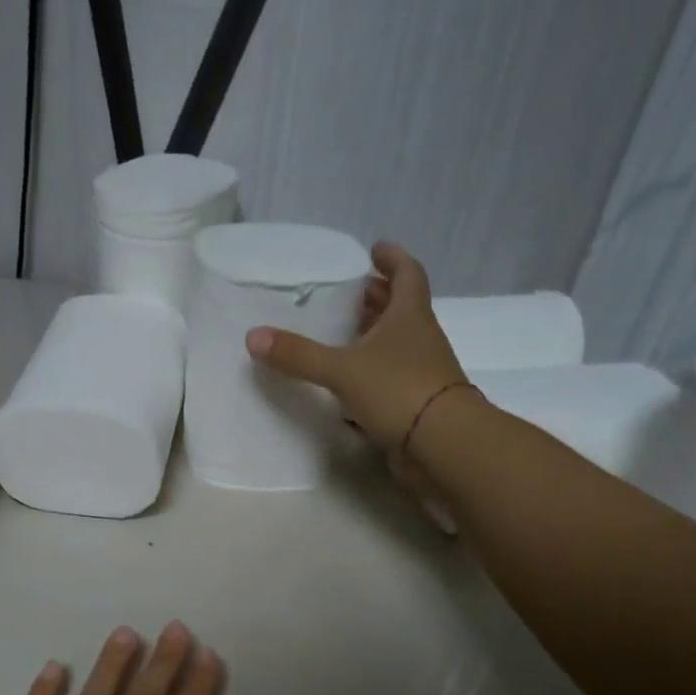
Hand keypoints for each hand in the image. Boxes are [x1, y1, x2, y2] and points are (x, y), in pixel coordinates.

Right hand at [245, 242, 464, 448]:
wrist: (442, 444)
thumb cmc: (398, 390)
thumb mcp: (342, 369)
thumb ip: (299, 355)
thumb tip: (252, 336)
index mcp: (409, 315)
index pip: (407, 274)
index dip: (392, 259)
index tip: (374, 250)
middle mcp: (420, 338)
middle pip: (401, 308)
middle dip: (378, 297)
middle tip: (352, 292)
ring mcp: (421, 372)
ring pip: (397, 344)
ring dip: (375, 335)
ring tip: (344, 334)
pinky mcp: (415, 403)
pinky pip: (391, 378)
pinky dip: (372, 373)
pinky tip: (349, 382)